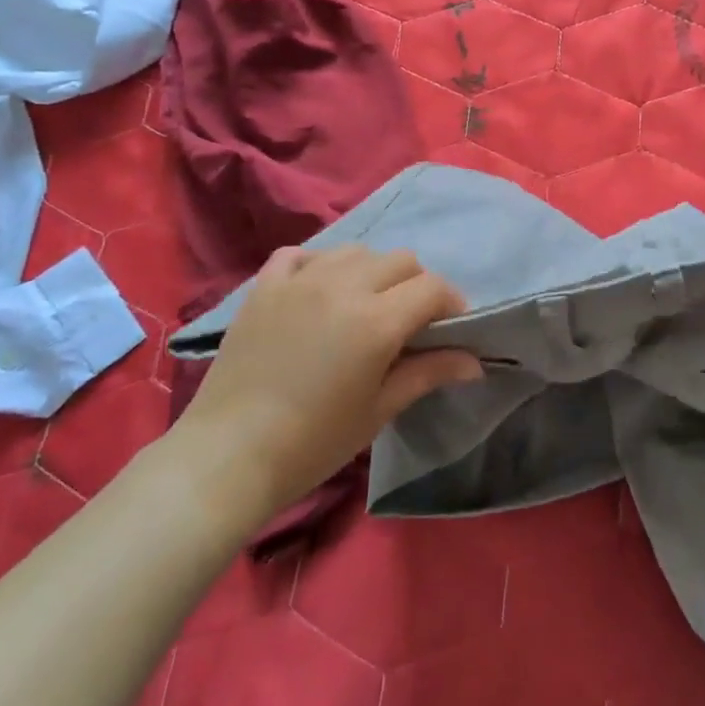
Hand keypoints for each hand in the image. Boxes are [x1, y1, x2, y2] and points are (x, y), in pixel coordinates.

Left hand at [173, 246, 480, 515]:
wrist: (229, 455)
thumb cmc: (314, 442)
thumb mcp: (379, 409)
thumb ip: (428, 373)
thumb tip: (475, 362)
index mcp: (377, 320)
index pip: (433, 288)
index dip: (452, 304)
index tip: (452, 328)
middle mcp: (343, 286)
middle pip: (401, 260)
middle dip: (417, 286)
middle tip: (410, 322)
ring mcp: (300, 280)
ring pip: (356, 250)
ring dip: (372, 271)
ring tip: (365, 304)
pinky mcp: (264, 286)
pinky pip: (301, 254)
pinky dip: (319, 264)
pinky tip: (319, 290)